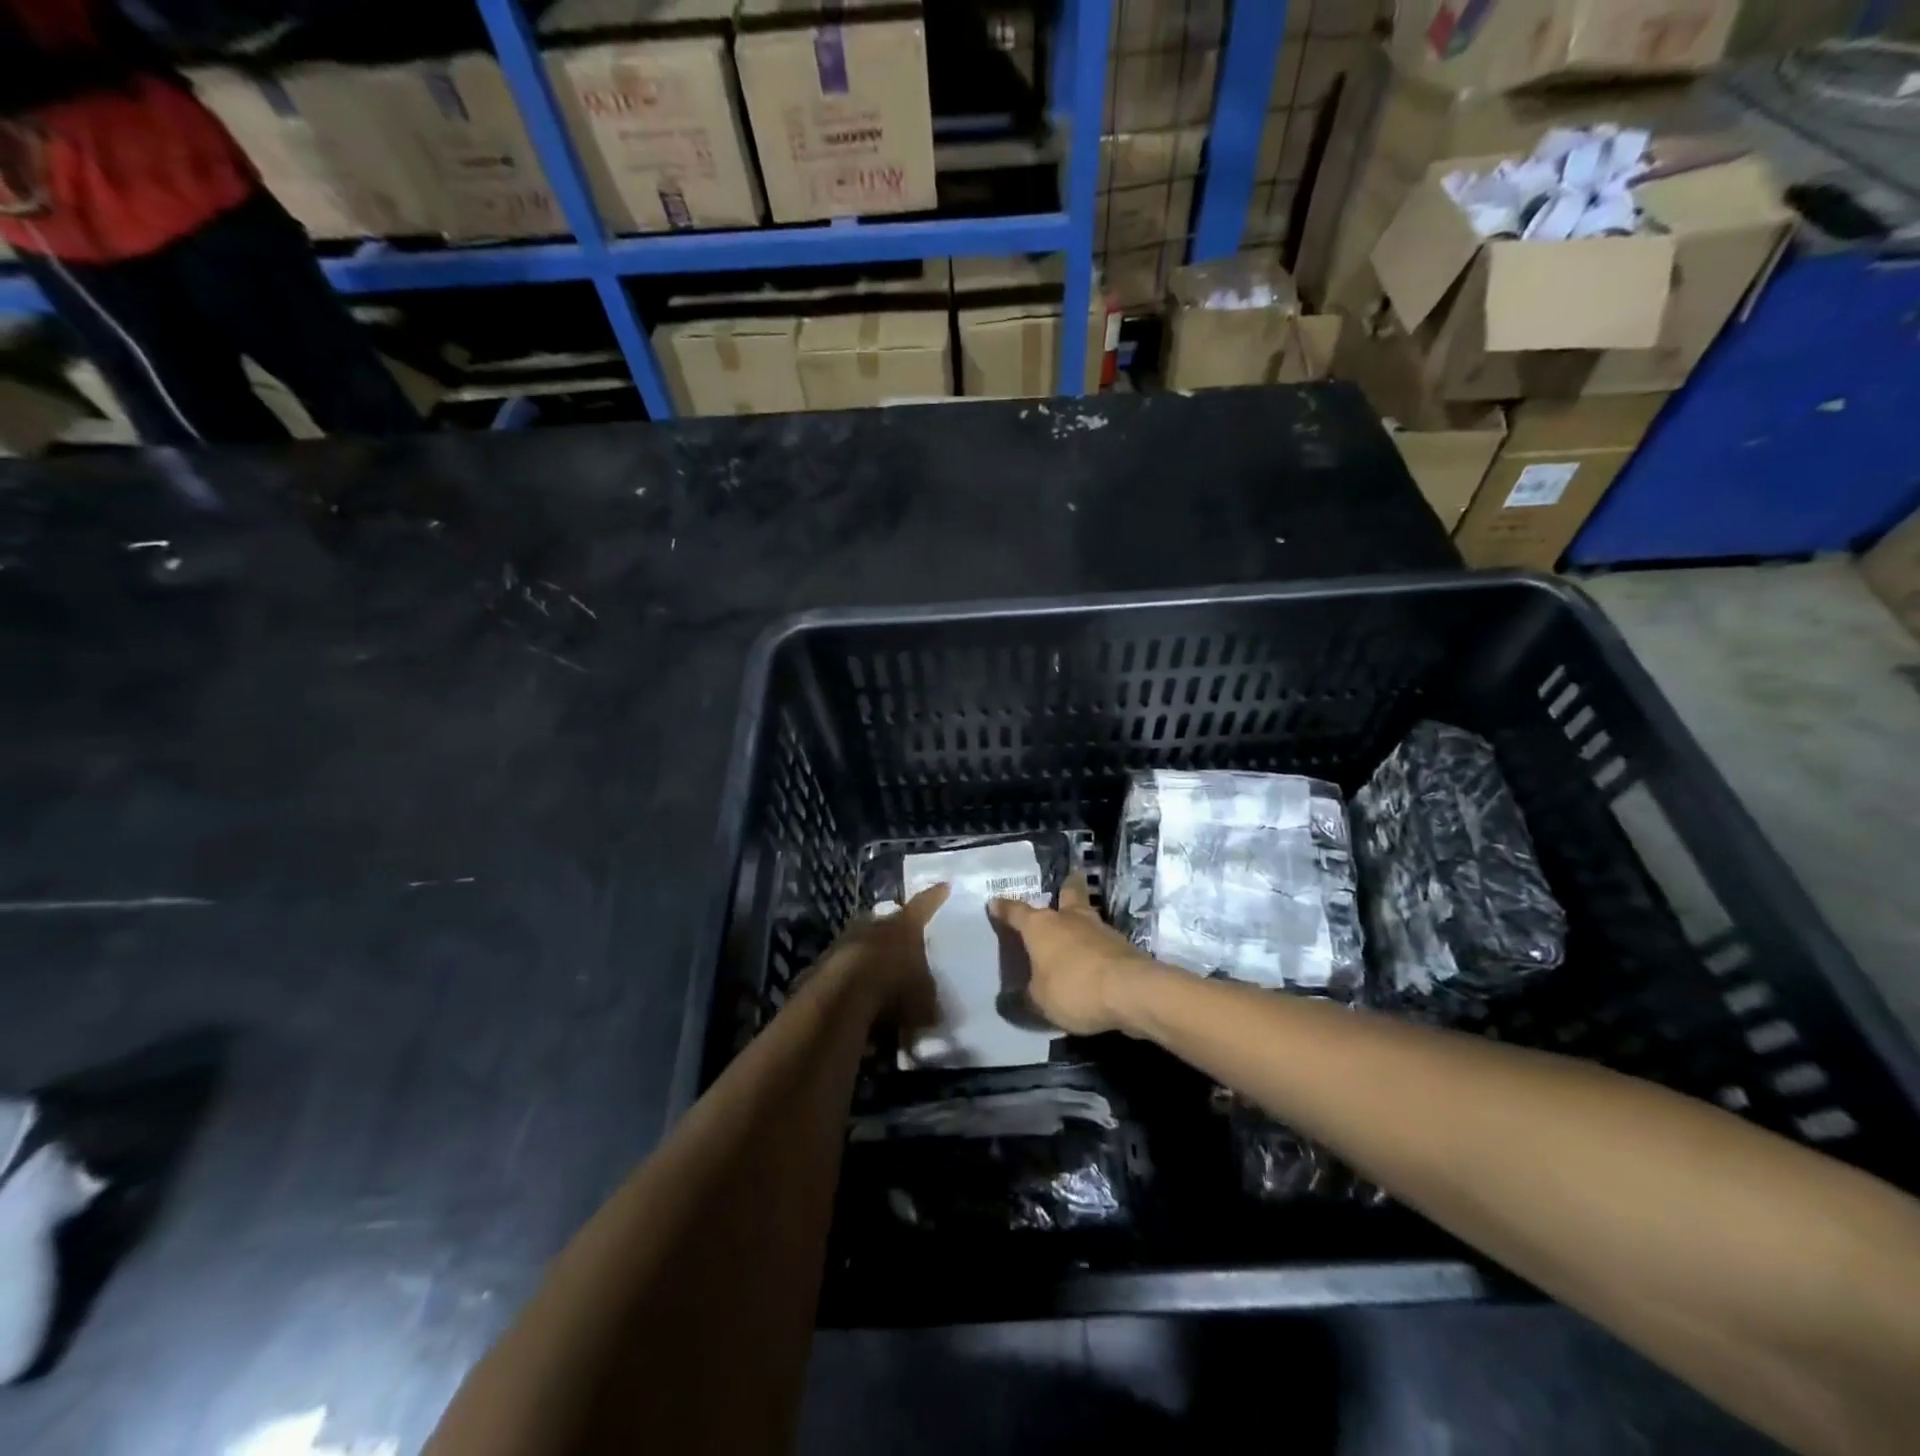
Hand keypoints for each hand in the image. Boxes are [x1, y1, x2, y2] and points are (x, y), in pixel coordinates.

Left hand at [817, 883, 948, 1030]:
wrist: (839, 999)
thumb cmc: (894, 990)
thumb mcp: (925, 1001)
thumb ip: (929, 999)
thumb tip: (931, 1008)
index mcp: (905, 926)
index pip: (925, 904)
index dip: (935, 897)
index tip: (944, 886)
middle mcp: (875, 925)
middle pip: (889, 923)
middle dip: (897, 933)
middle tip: (906, 944)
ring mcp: (845, 940)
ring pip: (864, 944)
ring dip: (872, 957)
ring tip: (881, 977)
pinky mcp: (824, 962)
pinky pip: (845, 967)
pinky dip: (852, 979)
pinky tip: (858, 998)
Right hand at [989, 874, 1155, 1035]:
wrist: (1131, 990)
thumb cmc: (1073, 989)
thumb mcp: (1039, 1002)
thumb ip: (1027, 997)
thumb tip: (1016, 998)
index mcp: (1041, 926)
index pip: (1016, 912)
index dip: (1004, 908)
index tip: (995, 902)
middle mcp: (1069, 919)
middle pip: (1068, 893)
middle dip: (1065, 887)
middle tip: (1065, 883)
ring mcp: (1100, 929)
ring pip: (1087, 916)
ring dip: (1081, 921)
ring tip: (1076, 931)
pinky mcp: (1122, 945)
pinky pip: (1102, 941)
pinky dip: (1096, 946)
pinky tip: (1094, 959)